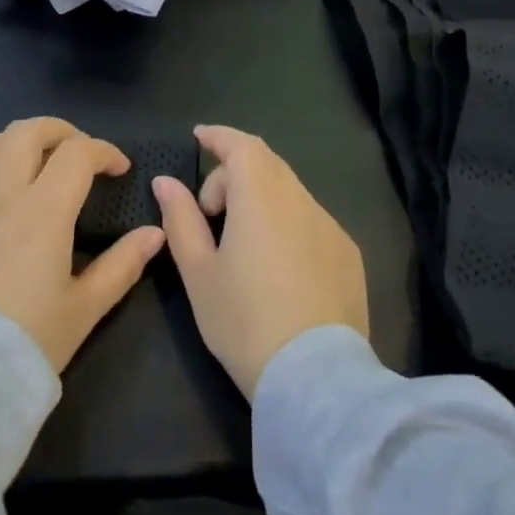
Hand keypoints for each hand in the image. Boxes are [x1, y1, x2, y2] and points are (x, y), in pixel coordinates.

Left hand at [0, 117, 163, 372]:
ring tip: (38, 163)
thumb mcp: (84, 308)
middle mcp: (0, 194)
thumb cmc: (25, 341)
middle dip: (61, 131)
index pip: (77, 153)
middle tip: (80, 153)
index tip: (119, 170)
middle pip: (27, 131)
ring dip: (20, 141)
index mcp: (42, 211)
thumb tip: (155, 234)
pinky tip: (0, 192)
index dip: (104, 151)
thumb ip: (122, 265)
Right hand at [153, 126, 367, 398]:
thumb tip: (166, 181)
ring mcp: (330, 227)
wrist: (314, 378)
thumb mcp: (198, 272)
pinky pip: (311, 218)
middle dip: (234, 172)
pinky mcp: (348, 253)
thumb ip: (180, 219)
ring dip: (261, 198)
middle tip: (210, 209)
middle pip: (266, 163)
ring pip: (290, 191)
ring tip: (241, 242)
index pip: (242, 145)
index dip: (219, 136)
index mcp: (261, 199)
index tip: (199, 136)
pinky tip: (277, 265)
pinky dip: (287, 221)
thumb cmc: (243, 322)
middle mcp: (301, 201)